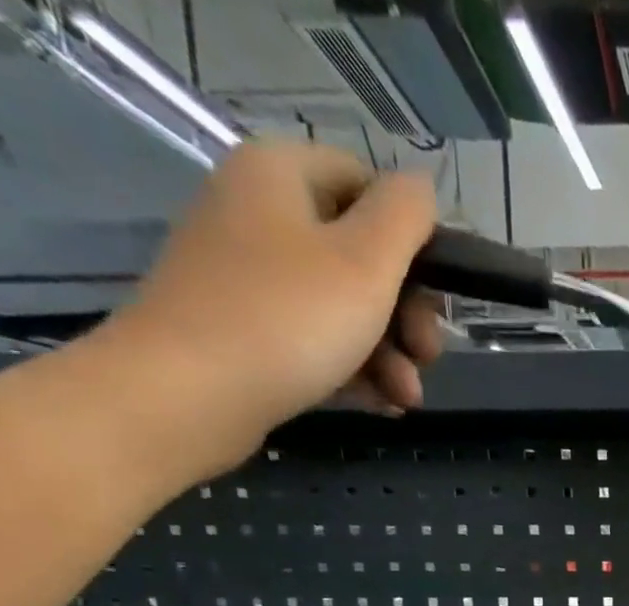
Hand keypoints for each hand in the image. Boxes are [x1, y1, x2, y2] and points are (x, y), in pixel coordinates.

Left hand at [96, 140, 443, 476]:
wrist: (189, 394)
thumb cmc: (288, 319)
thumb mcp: (365, 262)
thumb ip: (405, 216)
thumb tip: (423, 186)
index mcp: (282, 175)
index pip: (368, 185)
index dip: (414, 239)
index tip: (439, 295)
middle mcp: (261, 214)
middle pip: (363, 255)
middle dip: (408, 315)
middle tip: (427, 357)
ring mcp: (251, 277)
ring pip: (346, 308)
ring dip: (390, 355)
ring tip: (406, 399)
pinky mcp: (247, 331)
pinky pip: (318, 342)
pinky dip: (357, 371)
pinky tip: (383, 405)